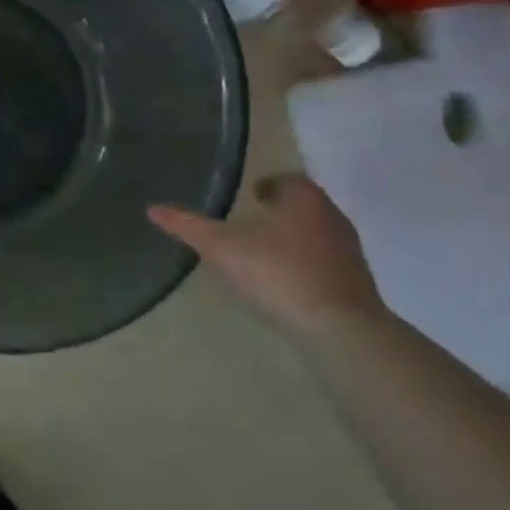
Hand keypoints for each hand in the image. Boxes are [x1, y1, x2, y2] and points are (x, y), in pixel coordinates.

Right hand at [148, 176, 386, 337]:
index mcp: (303, 198)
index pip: (287, 179)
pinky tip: (287, 282)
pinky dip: (307, 265)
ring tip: (265, 253)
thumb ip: (188, 226)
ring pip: (318, 234)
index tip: (251, 195)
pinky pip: (327, 263)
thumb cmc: (278, 272)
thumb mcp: (222, 247)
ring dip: (295, 238)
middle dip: (281, 211)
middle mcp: (331, 216)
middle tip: (252, 221)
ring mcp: (349, 251)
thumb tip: (152, 208)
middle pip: (305, 205)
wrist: (340, 330)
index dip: (268, 185)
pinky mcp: (357, 284)